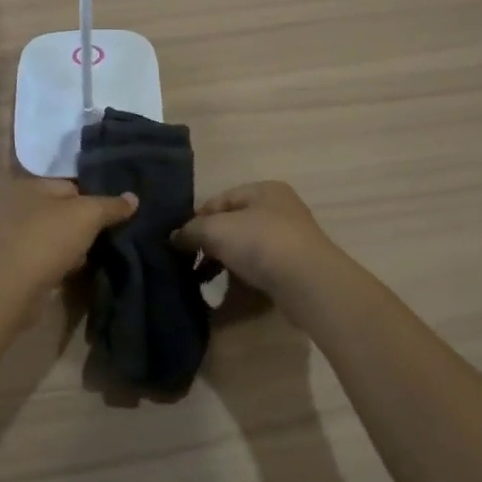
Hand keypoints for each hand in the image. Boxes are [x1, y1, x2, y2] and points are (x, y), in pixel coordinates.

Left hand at [0, 174, 136, 302]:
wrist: (10, 290)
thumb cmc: (48, 239)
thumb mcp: (88, 215)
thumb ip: (111, 205)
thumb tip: (134, 198)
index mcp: (30, 183)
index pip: (70, 182)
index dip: (95, 193)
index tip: (116, 209)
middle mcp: (16, 204)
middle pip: (62, 208)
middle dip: (85, 221)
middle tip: (110, 231)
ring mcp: (12, 235)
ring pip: (55, 233)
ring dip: (74, 243)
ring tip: (96, 252)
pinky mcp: (14, 262)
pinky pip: (46, 255)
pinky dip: (61, 261)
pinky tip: (76, 269)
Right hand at [173, 182, 347, 304]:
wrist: (308, 283)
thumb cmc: (261, 242)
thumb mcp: (217, 229)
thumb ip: (192, 230)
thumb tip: (174, 237)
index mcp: (264, 190)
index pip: (220, 200)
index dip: (197, 218)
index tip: (178, 241)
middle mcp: (279, 210)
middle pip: (233, 224)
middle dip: (210, 242)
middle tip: (188, 262)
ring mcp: (289, 240)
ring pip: (246, 247)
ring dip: (223, 262)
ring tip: (202, 280)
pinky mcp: (294, 268)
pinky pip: (259, 268)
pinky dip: (241, 276)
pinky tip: (226, 291)